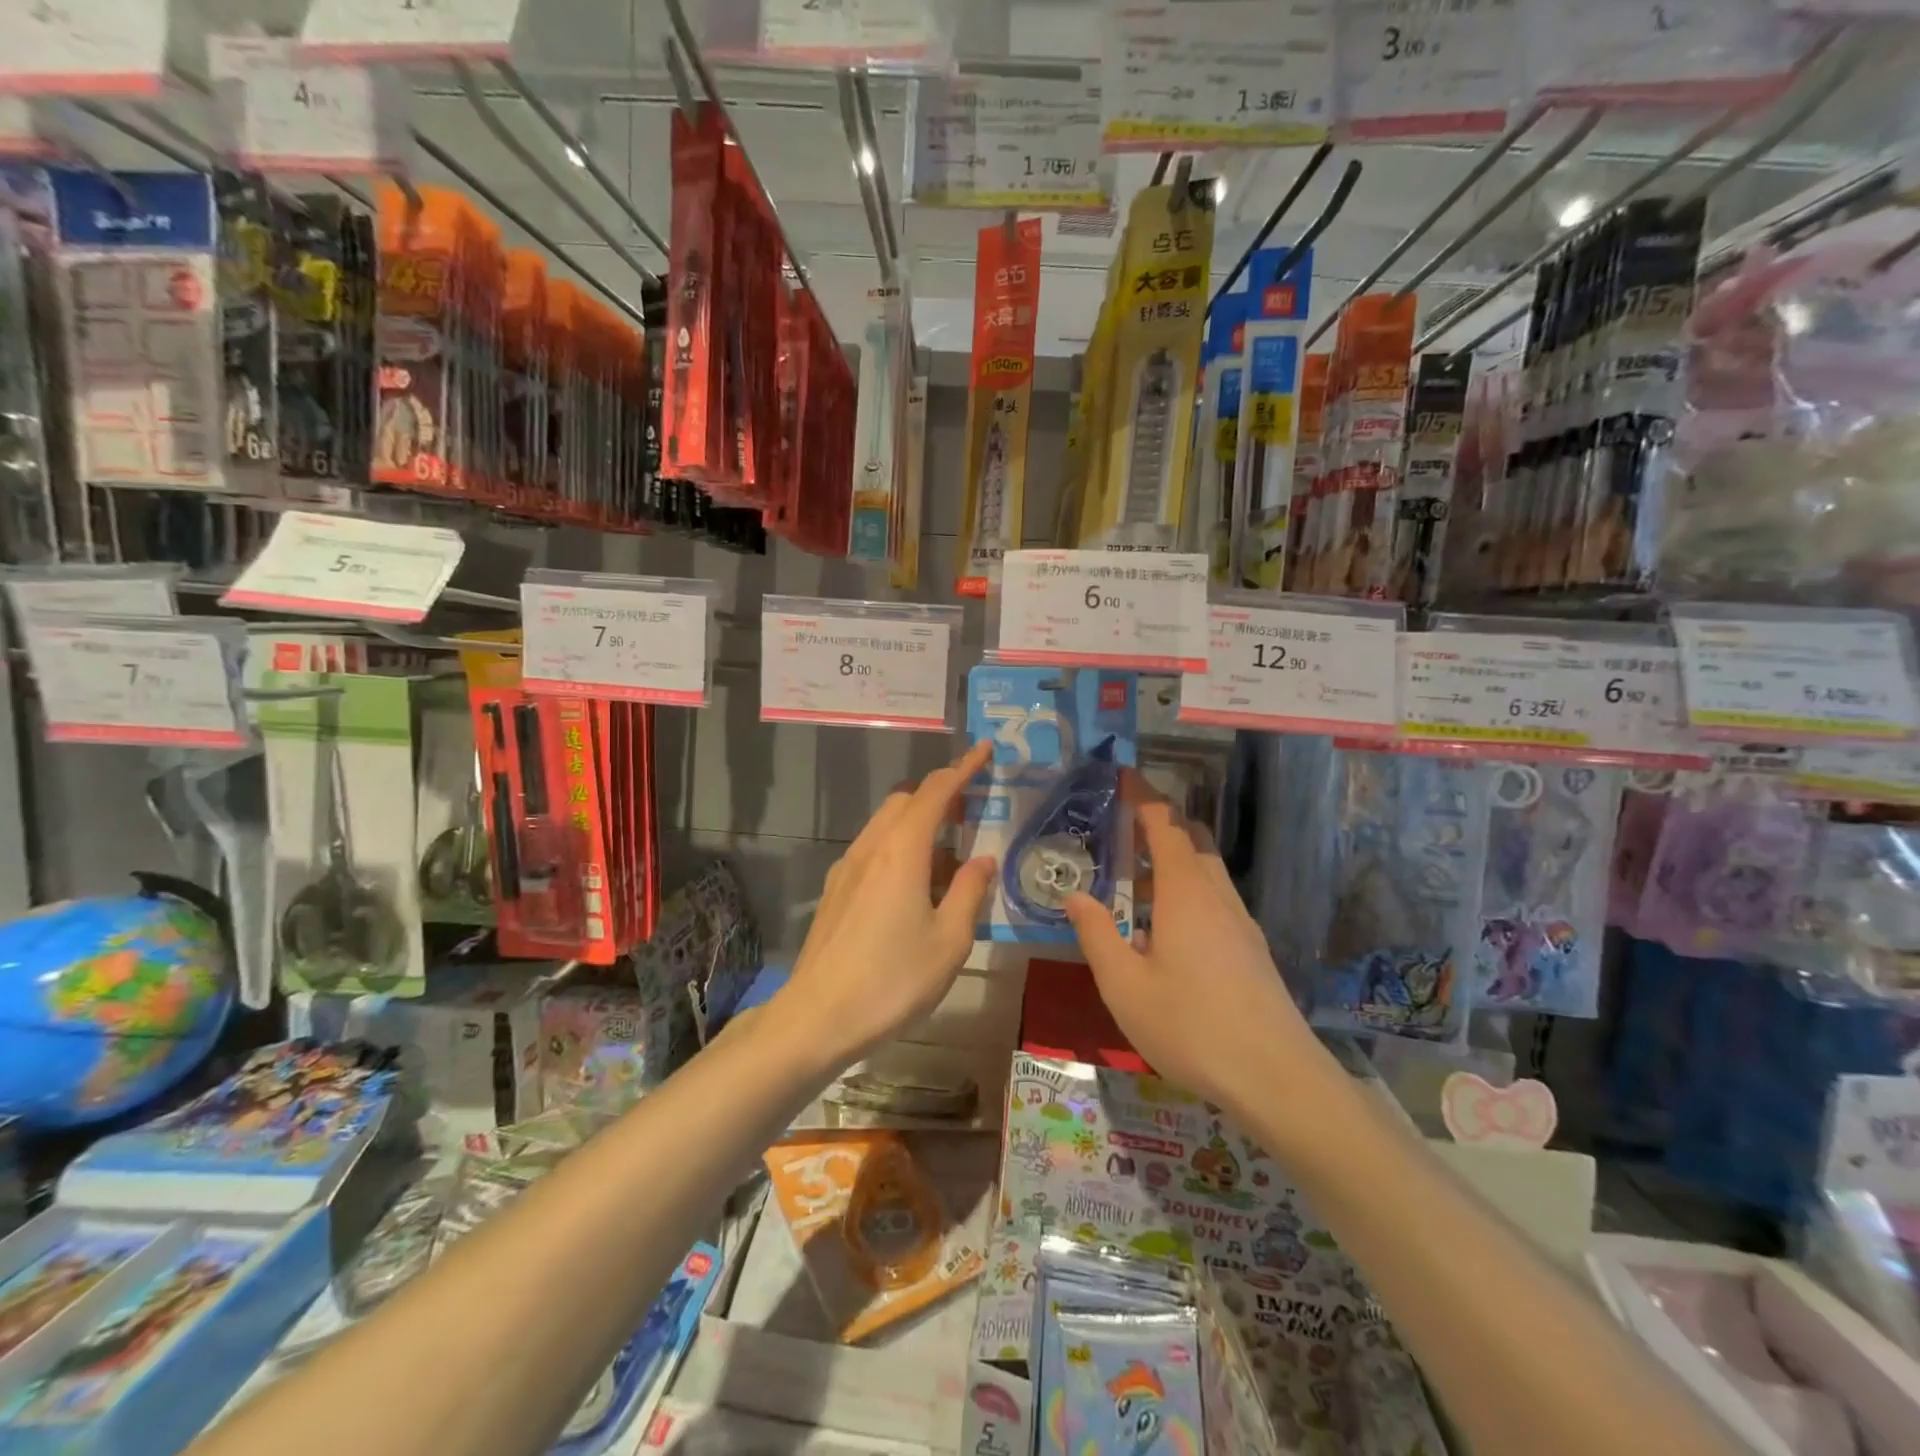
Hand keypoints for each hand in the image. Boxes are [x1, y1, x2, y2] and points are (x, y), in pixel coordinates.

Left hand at [775, 742, 996, 1068]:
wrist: (818, 1017)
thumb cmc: (893, 979)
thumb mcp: (949, 940)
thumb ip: (969, 892)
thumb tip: (981, 860)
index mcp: (902, 850)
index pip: (935, 791)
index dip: (963, 768)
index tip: (984, 750)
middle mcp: (871, 847)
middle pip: (906, 801)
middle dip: (939, 796)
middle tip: (970, 816)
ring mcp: (847, 868)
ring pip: (886, 825)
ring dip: (918, 826)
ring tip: (947, 863)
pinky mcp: (836, 890)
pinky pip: (873, 850)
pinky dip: (899, 849)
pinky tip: (914, 890)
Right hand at [1064, 770, 1330, 1118]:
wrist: (1276, 1078)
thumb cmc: (1190, 1026)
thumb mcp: (1124, 985)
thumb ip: (1096, 934)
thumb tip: (1076, 895)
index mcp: (1185, 892)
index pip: (1163, 824)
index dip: (1142, 794)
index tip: (1122, 773)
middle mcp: (1217, 895)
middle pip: (1191, 838)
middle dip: (1158, 822)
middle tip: (1121, 825)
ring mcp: (1240, 922)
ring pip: (1206, 869)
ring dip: (1173, 858)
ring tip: (1134, 878)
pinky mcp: (1251, 948)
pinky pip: (1215, 898)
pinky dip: (1187, 888)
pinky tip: (1165, 928)